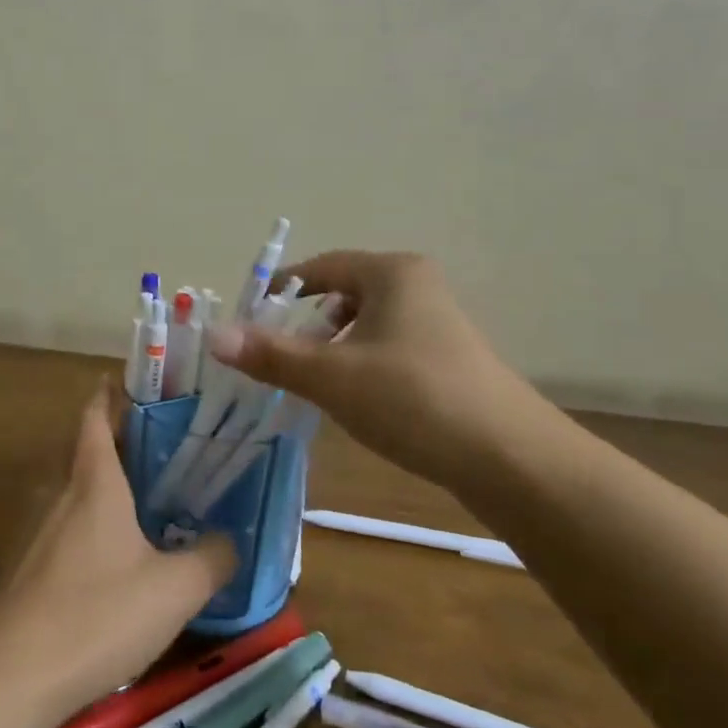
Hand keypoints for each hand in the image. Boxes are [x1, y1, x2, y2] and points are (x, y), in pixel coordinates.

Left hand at [0, 382, 234, 722]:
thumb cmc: (97, 613)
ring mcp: (36, 531)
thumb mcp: (174, 589)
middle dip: (116, 440)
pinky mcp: (25, 569)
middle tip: (159, 444)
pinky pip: (63, 528)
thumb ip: (212, 559)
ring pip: (73, 490)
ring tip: (144, 498)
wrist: (11, 674)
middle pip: (84, 449)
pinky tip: (112, 558)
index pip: (96, 416)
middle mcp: (60, 494)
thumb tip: (233, 540)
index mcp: (94, 481)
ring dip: (102, 484)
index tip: (134, 383)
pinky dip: (88, 525)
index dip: (111, 394)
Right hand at [205, 251, 537, 475]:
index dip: (281, 291)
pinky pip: (388, 348)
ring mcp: (438, 323)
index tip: (250, 321)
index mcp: (392, 273)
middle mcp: (417, 286)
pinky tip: (354, 401)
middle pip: (342, 295)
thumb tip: (214, 335)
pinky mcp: (449, 359)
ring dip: (332, 348)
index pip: (320, 267)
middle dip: (305, 324)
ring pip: (365, 325)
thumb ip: (271, 355)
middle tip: (276, 356)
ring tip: (310, 382)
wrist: (512, 460)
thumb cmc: (414, 399)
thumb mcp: (332, 377)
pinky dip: (360, 365)